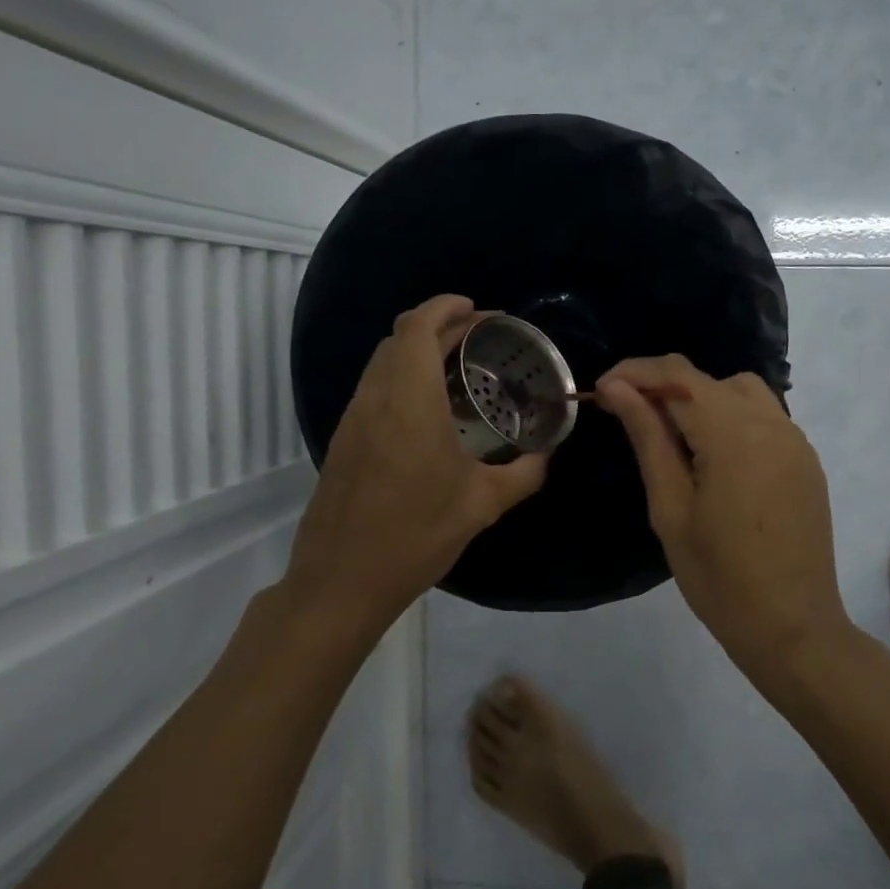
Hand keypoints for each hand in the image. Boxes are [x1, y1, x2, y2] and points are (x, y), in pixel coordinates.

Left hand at [279, 295, 547, 631]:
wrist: (341, 581)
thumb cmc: (415, 535)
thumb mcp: (482, 504)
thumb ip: (524, 473)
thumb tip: (548, 453)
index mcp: (409, 400)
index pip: (418, 327)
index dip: (446, 307)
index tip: (479, 310)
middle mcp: (376, 398)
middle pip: (400, 337)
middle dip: (439, 325)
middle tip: (480, 337)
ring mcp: (354, 418)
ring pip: (383, 361)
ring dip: (418, 350)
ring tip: (460, 368)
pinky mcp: (344, 440)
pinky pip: (375, 388)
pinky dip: (404, 377)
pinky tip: (432, 410)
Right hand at [596, 355, 850, 683]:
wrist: (793, 627)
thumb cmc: (719, 577)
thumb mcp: (670, 508)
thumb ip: (648, 438)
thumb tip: (618, 388)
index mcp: (733, 434)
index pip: (677, 374)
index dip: (635, 372)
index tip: (602, 391)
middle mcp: (770, 423)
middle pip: (708, 379)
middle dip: (664, 388)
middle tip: (631, 420)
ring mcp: (795, 440)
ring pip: (740, 391)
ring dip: (701, 400)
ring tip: (675, 439)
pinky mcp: (806, 459)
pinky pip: (764, 417)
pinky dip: (731, 419)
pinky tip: (715, 459)